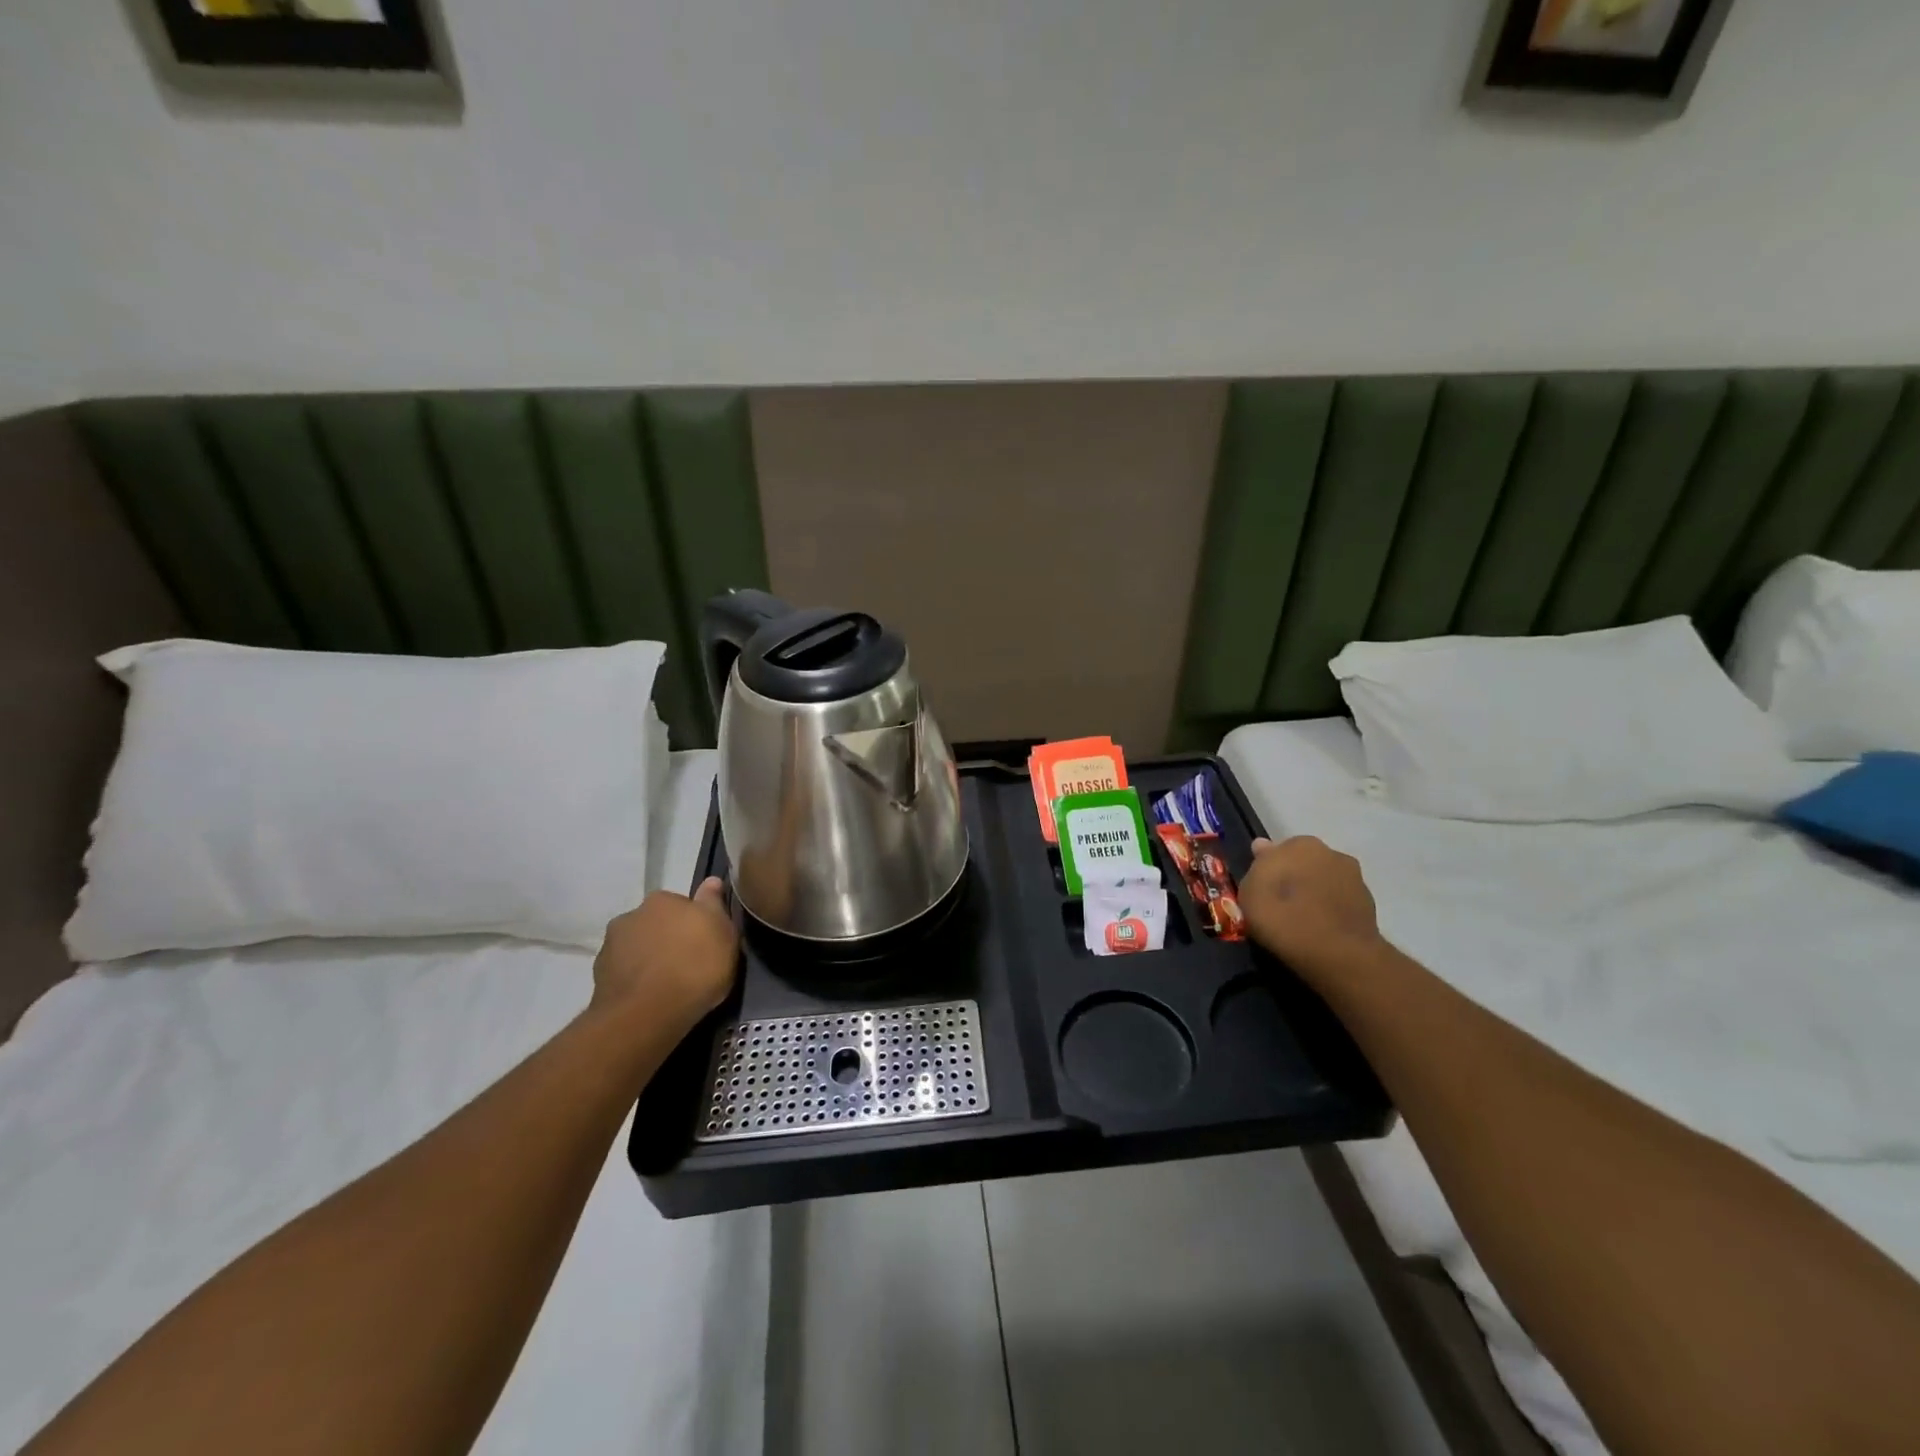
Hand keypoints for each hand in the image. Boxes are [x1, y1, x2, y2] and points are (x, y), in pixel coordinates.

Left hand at [590, 878, 738, 1035]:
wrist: (646, 1015)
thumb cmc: (694, 967)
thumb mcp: (723, 933)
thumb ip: (715, 904)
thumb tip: (712, 881)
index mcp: (662, 900)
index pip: (682, 904)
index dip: (695, 923)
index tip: (705, 942)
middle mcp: (632, 915)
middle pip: (657, 923)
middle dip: (669, 938)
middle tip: (688, 963)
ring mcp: (611, 946)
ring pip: (638, 947)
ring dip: (649, 958)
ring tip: (667, 984)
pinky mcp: (598, 977)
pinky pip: (625, 972)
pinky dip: (635, 979)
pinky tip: (649, 997)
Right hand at [1241, 835, 1385, 981]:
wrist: (1336, 953)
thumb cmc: (1282, 916)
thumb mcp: (1249, 892)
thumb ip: (1256, 867)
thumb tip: (1263, 846)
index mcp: (1301, 844)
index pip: (1279, 851)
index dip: (1270, 870)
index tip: (1262, 891)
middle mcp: (1332, 854)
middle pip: (1306, 864)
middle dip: (1295, 879)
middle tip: (1280, 905)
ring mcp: (1355, 880)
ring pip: (1325, 884)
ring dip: (1315, 896)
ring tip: (1300, 922)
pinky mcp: (1370, 908)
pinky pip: (1340, 906)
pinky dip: (1331, 914)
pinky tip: (1319, 932)